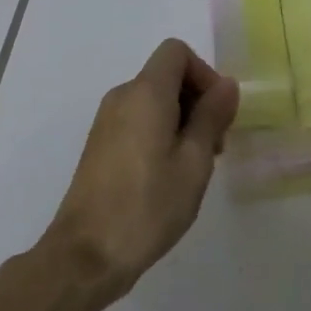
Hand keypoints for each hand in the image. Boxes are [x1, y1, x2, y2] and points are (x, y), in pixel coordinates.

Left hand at [39, 39, 239, 304]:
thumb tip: (226, 85)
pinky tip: (169, 176)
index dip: (204, 73)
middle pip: (167, 75)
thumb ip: (211, 116)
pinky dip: (160, 133)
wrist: (84, 258)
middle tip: (214, 146)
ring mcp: (106, 122)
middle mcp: (122, 97)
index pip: (177, 52)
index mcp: (145, 92)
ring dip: (182, 120)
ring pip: (154, 100)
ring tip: (194, 167)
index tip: (217, 113)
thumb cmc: (147, 206)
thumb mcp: (194, 161)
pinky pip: (138, 120)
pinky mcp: (100, 146)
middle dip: (197, 100)